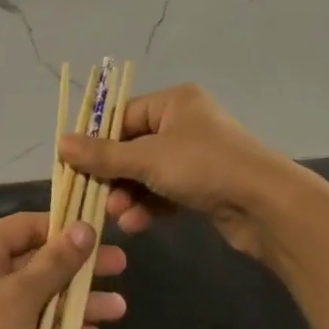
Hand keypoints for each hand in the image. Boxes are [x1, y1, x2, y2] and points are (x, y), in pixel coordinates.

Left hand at [0, 211, 127, 328]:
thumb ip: (55, 262)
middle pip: (39, 260)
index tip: (102, 234)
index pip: (28, 225)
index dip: (65, 228)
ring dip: (76, 302)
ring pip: (41, 295)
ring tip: (119, 309)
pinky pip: (33, 324)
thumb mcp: (21, 297)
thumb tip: (85, 227)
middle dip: (79, 268)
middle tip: (121, 267)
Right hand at [58, 83, 324, 266]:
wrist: (268, 207)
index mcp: (174, 102)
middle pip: (134, 146)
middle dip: (114, 174)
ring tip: (116, 216)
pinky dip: (150, 206)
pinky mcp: (206, 186)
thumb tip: (60, 143)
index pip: (122, 116)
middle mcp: (185, 123)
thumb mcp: (147, 158)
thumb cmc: (204, 167)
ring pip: (149, 173)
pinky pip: (167, 191)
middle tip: (95, 197)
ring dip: (129, 194)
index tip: (75, 165)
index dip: (97, 141)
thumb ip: (102, 154)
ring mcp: (198, 156)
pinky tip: (136, 225)